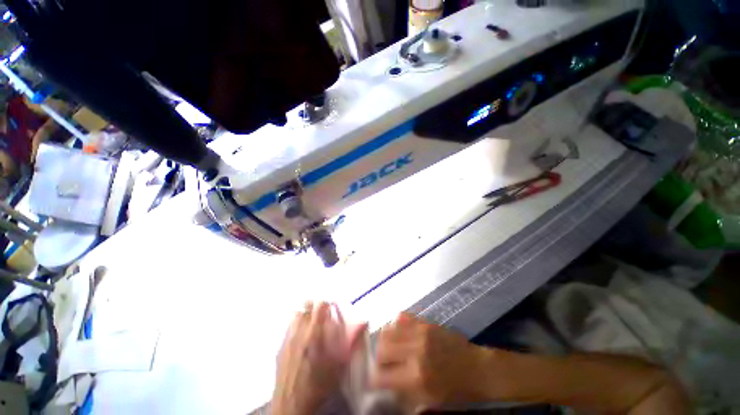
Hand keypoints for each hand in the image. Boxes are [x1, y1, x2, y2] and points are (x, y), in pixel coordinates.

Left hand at [272, 302, 366, 414]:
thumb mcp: (339, 364)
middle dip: (316, 304)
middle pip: (306, 305)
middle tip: (323, 310)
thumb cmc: (319, 386)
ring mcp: (287, 339)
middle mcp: (299, 332)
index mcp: (315, 334)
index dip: (327, 301)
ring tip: (312, 320)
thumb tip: (361, 323)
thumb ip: (349, 341)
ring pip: (296, 313)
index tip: (332, 304)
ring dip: (305, 312)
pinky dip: (296, 324)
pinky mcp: (280, 347)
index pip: (320, 304)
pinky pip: (289, 327)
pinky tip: (301, 334)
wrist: (292, 406)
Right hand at [372, 313, 496, 412]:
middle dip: (378, 356)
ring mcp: (420, 332)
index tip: (377, 379)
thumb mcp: (429, 400)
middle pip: (381, 347)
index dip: (374, 379)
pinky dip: (396, 325)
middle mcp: (415, 351)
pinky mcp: (425, 321)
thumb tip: (384, 383)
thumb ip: (404, 392)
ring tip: (391, 346)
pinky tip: (401, 333)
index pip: (381, 375)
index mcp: (416, 377)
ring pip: (388, 329)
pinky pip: (401, 317)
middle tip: (385, 361)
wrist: (477, 369)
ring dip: (385, 339)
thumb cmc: (455, 390)